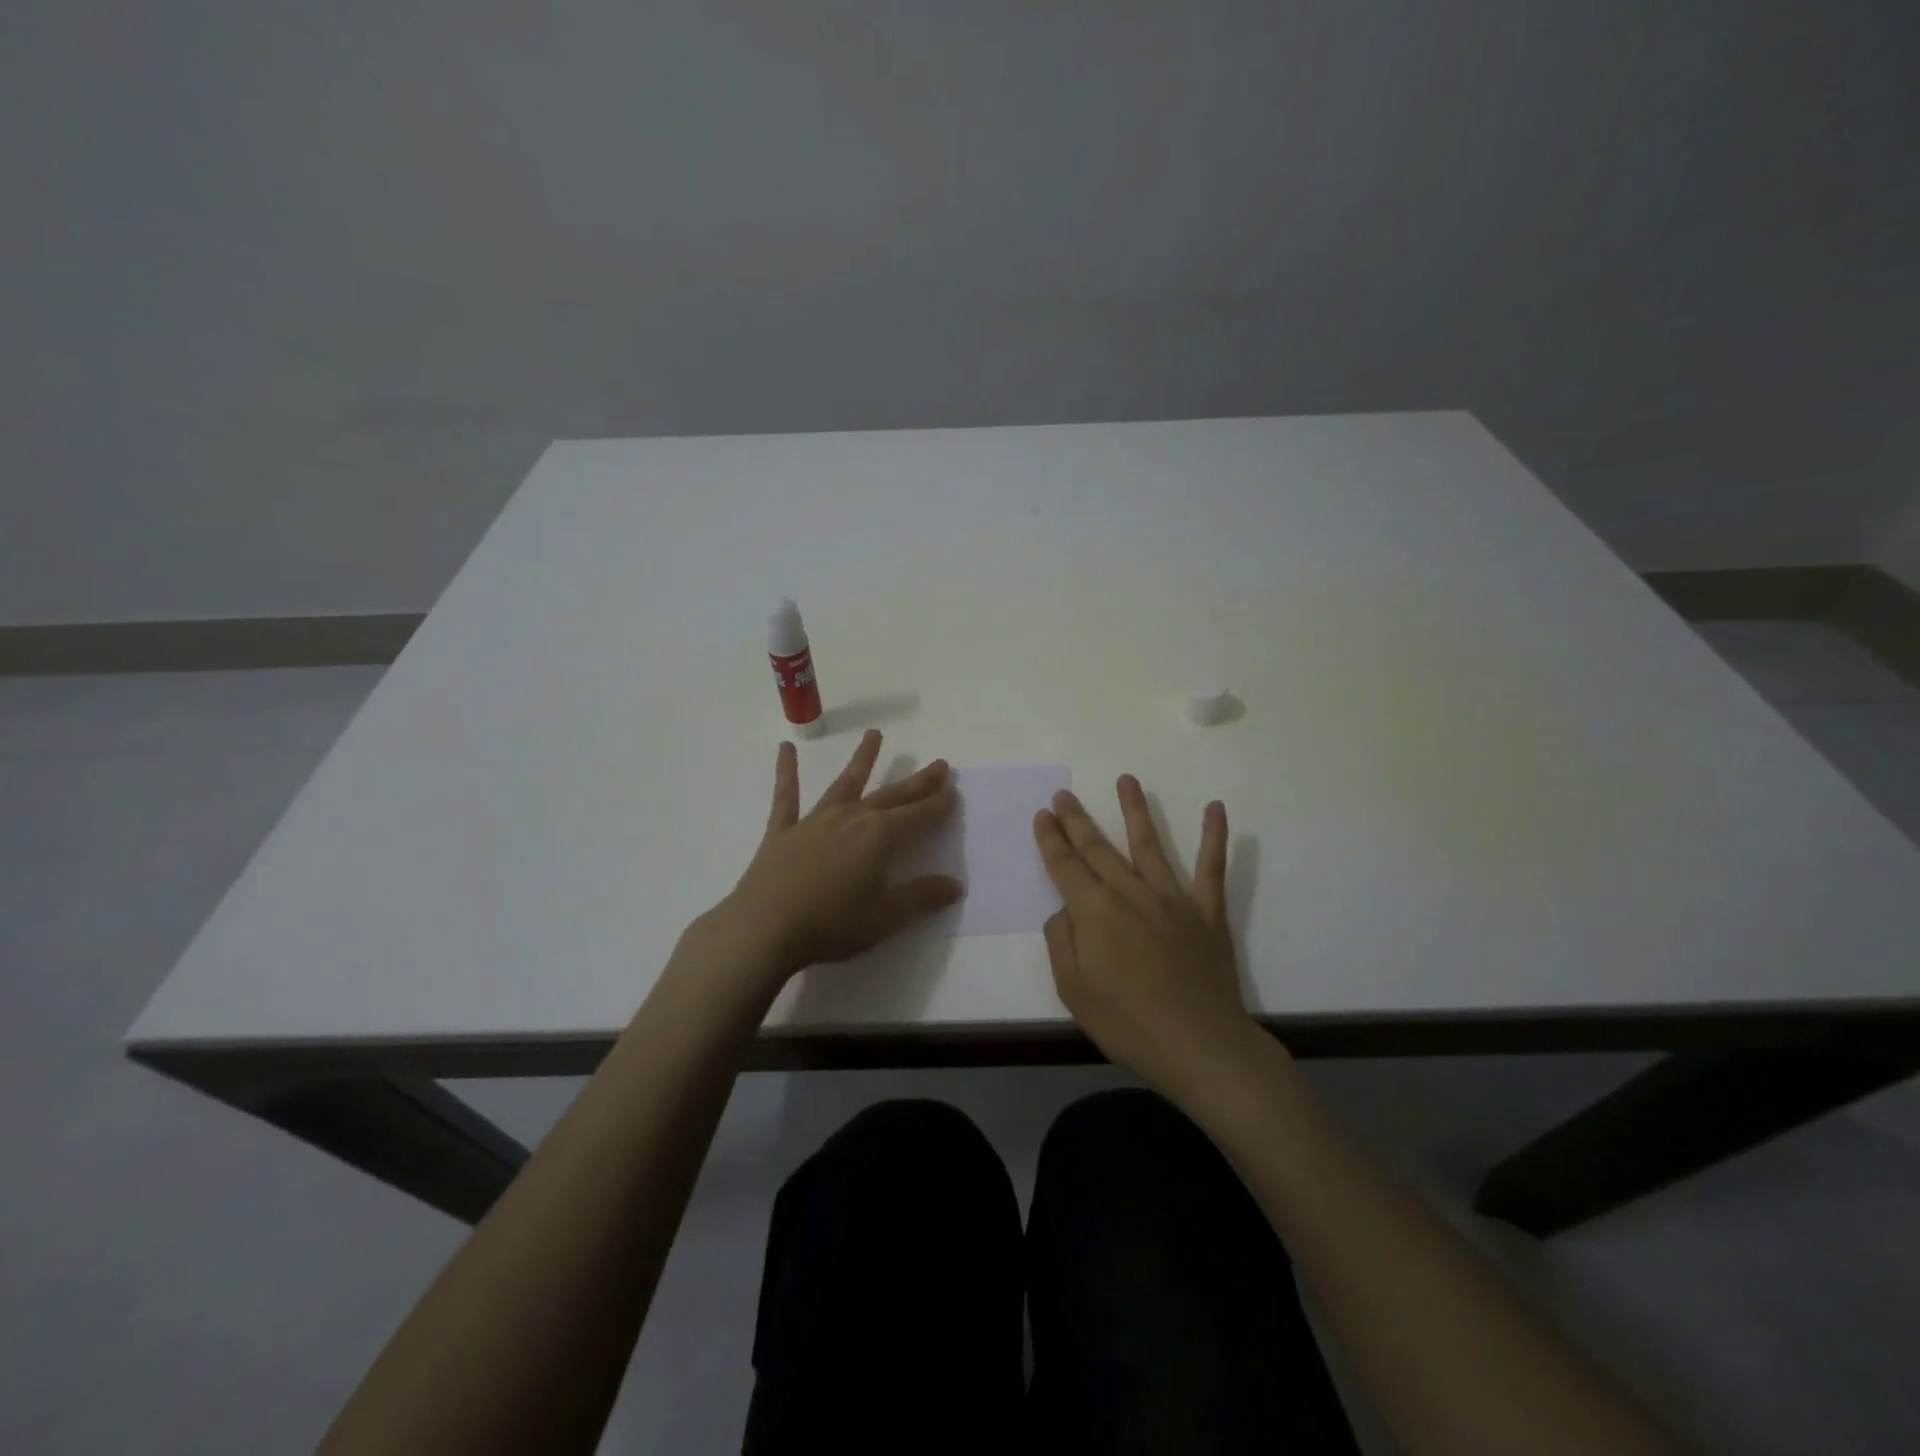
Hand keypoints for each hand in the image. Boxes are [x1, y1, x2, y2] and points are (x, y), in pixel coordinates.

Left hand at [714, 729, 962, 980]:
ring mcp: (816, 820)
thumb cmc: (831, 924)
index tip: (954, 791)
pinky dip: (786, 771)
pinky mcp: (784, 831)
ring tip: (875, 735)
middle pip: (892, 795)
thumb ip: (922, 898)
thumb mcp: (886, 917)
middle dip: (918, 781)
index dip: (939, 805)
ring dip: (862, 759)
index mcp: (880, 836)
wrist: (764, 928)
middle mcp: (852, 818)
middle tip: (938, 765)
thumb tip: (956, 885)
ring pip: (845, 783)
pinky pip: (787, 795)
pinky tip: (785, 749)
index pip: (919, 816)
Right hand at [1034, 776, 1263, 1105]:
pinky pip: (1211, 868)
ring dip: (1135, 810)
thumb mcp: (1074, 991)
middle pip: (1098, 848)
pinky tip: (1216, 808)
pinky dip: (1214, 837)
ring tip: (1126, 779)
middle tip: (1064, 794)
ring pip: (1149, 844)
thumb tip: (1066, 910)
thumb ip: (1062, 942)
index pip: (1065, 865)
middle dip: (1077, 819)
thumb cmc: (1129, 1025)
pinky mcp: (1207, 912)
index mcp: (1095, 911)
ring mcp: (1173, 898)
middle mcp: (1131, 893)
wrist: (1201, 1048)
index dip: (1051, 839)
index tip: (1043, 814)